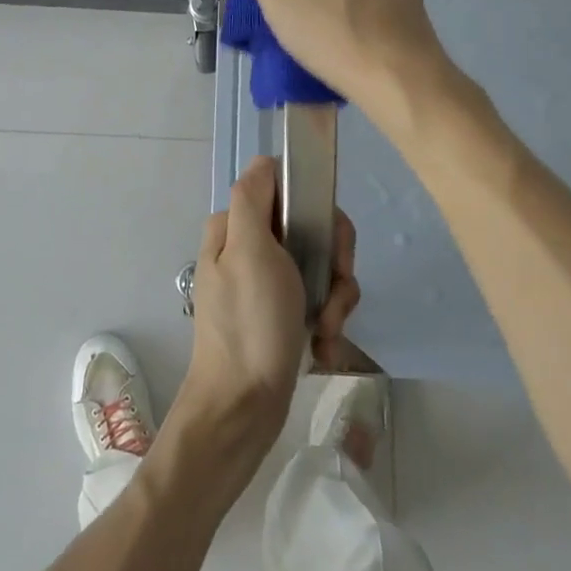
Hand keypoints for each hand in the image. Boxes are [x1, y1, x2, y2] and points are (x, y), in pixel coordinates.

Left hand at [177, 158, 304, 453]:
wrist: (243, 408)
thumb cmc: (249, 325)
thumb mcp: (248, 251)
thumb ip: (253, 198)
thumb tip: (264, 161)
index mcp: (235, 226)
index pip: (287, 189)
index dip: (315, 209)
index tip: (329, 243)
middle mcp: (249, 247)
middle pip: (311, 228)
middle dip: (333, 263)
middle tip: (333, 296)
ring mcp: (266, 281)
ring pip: (321, 265)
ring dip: (334, 298)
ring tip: (326, 330)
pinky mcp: (281, 312)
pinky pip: (318, 299)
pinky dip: (327, 321)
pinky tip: (323, 346)